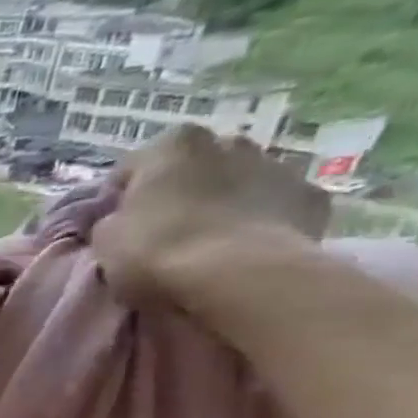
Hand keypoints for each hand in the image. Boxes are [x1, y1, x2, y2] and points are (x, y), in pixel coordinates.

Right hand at [93, 125, 331, 304]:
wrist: (236, 276)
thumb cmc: (155, 250)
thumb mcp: (105, 239)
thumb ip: (112, 220)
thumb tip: (121, 221)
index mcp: (173, 145)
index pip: (134, 167)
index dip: (121, 198)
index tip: (116, 226)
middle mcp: (229, 142)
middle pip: (194, 168)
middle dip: (180, 192)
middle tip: (161, 232)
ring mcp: (278, 166)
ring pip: (238, 183)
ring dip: (221, 204)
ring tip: (204, 244)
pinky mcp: (311, 197)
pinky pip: (273, 208)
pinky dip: (258, 223)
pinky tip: (242, 251)